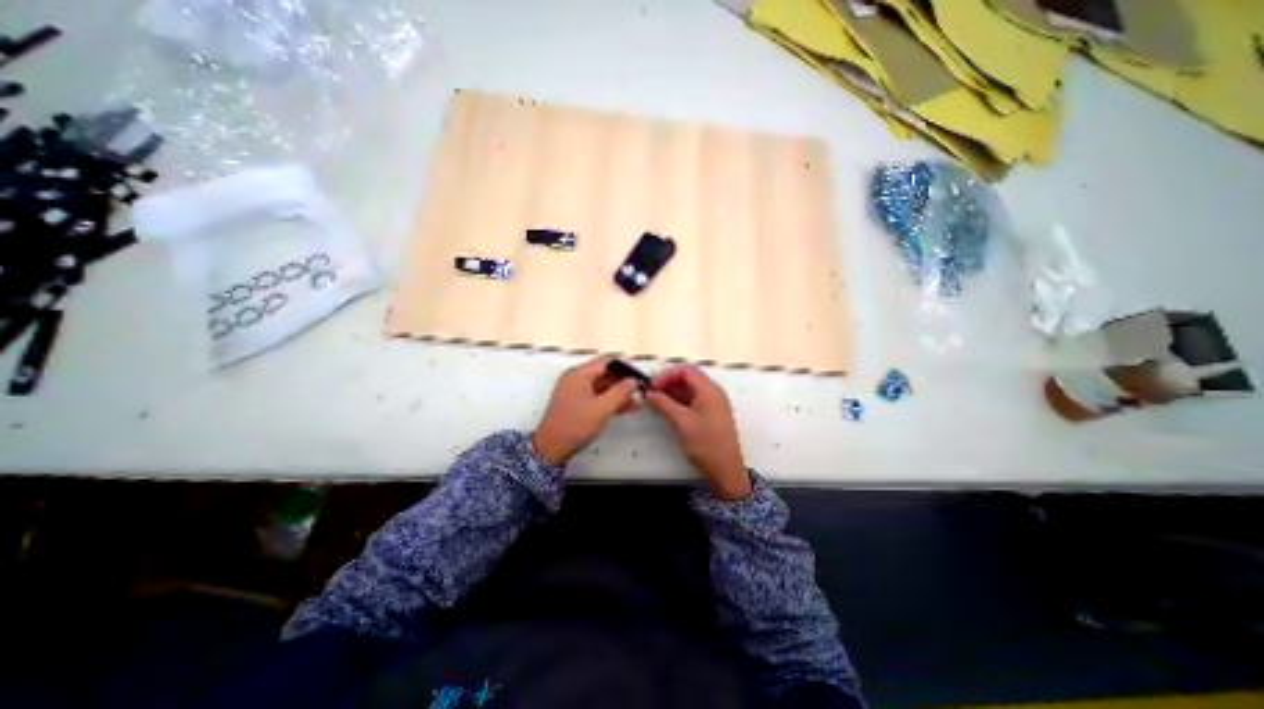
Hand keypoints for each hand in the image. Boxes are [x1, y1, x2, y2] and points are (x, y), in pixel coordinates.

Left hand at [529, 358, 641, 466]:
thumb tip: (633, 380)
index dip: (625, 368)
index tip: (640, 378)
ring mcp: (574, 390)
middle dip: (622, 383)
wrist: (550, 448)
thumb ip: (620, 392)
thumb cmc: (576, 426)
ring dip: (617, 393)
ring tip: (635, 405)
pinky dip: (608, 401)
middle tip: (639, 393)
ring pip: (601, 386)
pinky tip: (622, 410)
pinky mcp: (574, 402)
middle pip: (604, 373)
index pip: (607, 362)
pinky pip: (595, 395)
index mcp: (579, 374)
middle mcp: (575, 378)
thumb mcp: (602, 409)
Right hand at [642, 366, 747, 498]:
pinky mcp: (711, 414)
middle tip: (651, 393)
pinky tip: (667, 409)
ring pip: (690, 390)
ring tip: (656, 402)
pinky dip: (679, 402)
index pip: (685, 370)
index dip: (667, 375)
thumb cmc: (704, 443)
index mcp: (709, 389)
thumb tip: (647, 393)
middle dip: (668, 383)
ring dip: (672, 392)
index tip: (652, 387)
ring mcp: (713, 403)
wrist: (725, 470)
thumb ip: (663, 403)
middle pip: (688, 378)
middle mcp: (712, 392)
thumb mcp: (680, 421)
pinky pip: (693, 400)